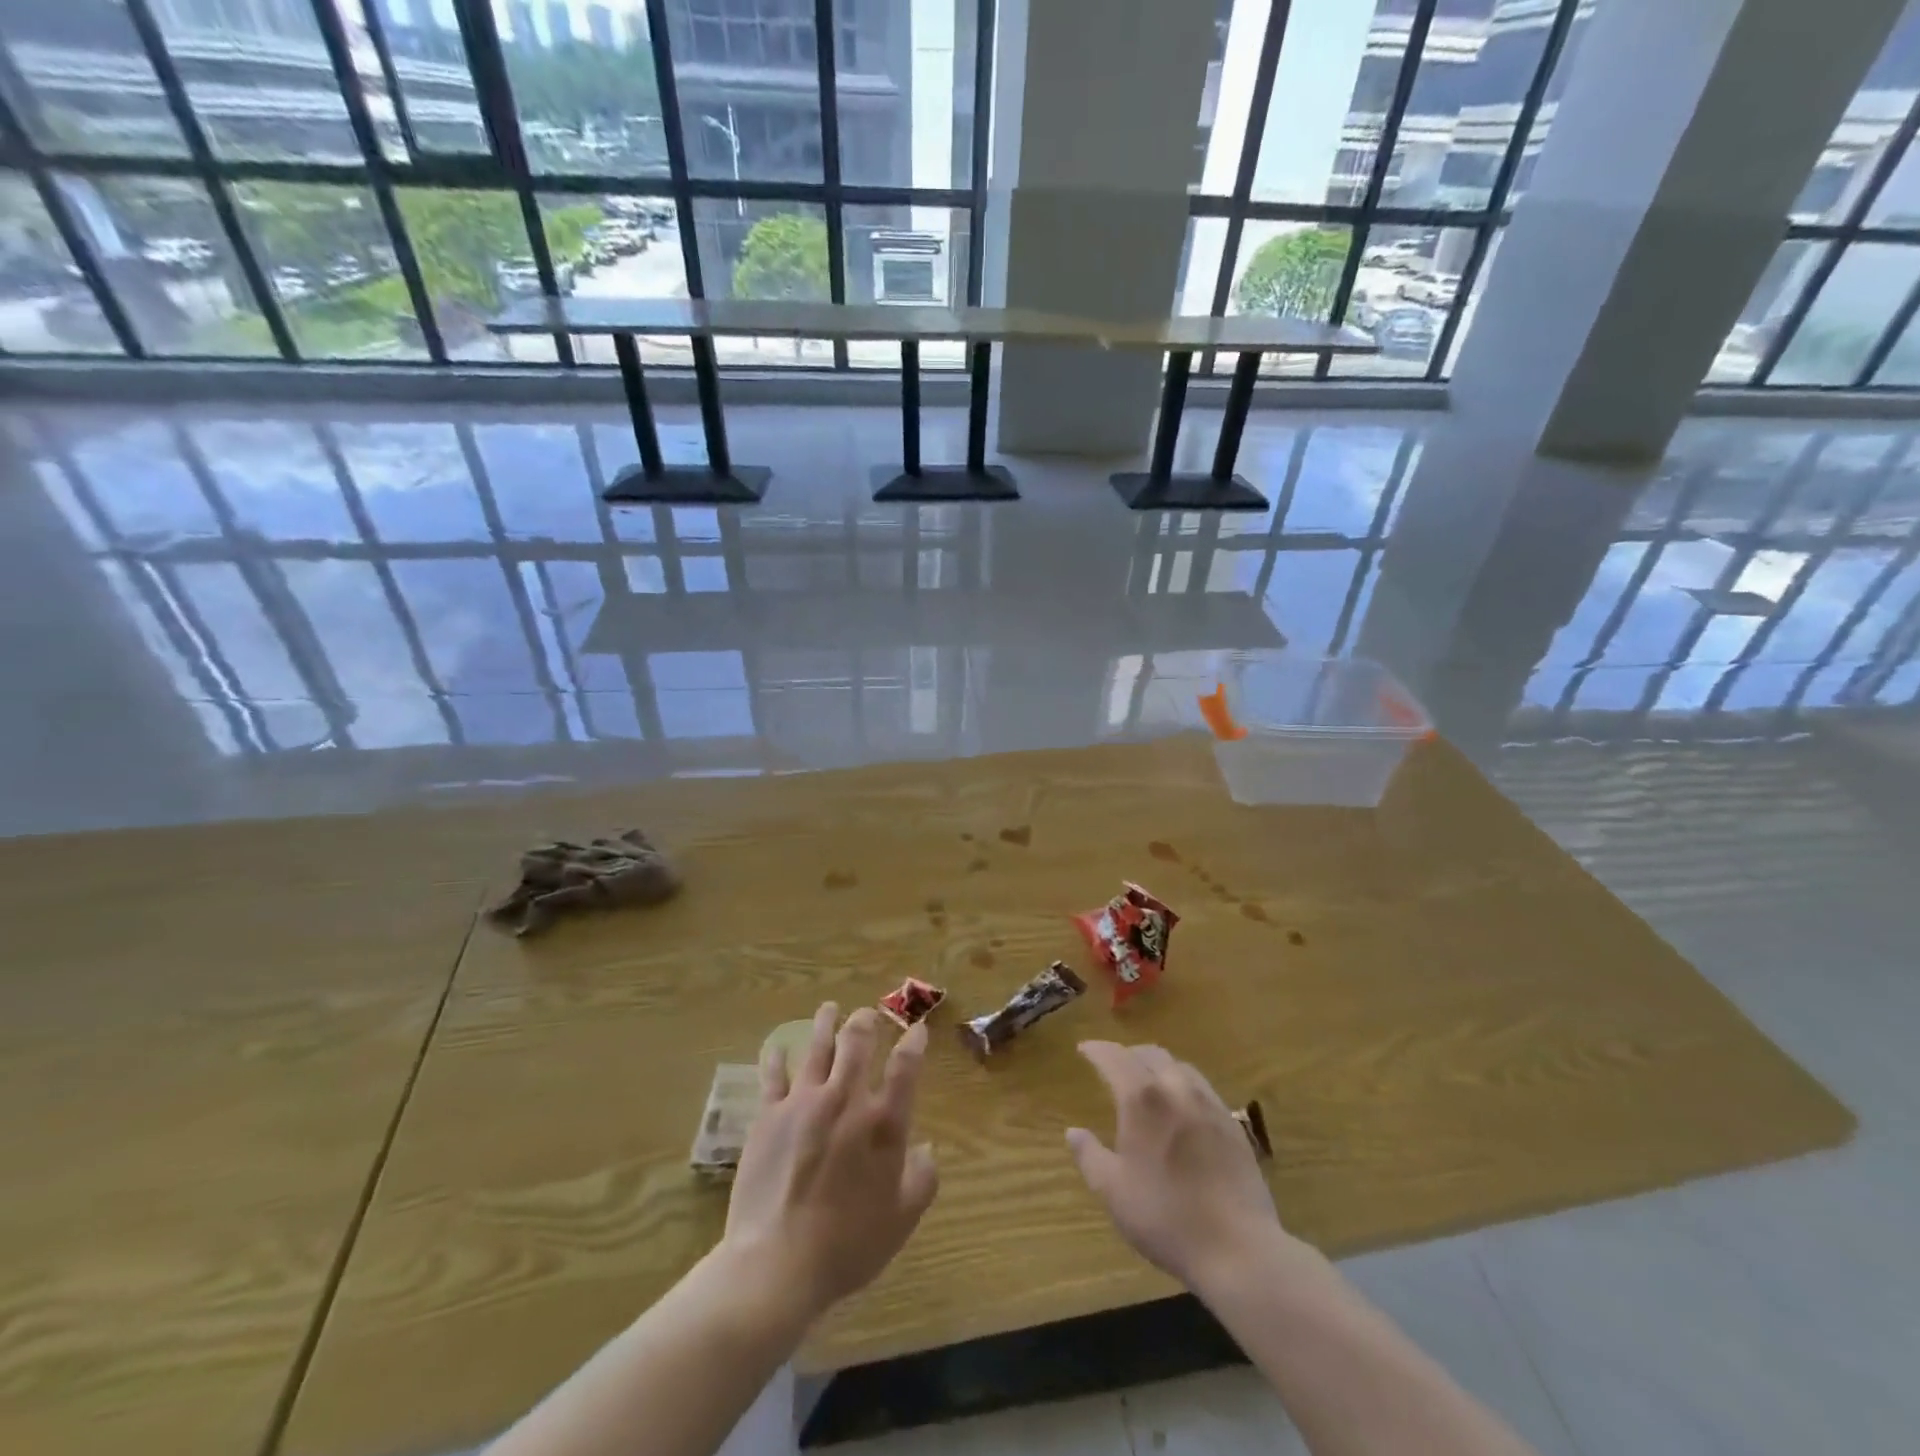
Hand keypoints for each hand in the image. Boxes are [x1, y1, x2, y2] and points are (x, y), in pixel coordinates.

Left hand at [722, 1003, 938, 1321]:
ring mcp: (804, 1103)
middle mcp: (846, 1100)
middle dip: (865, 1022)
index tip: (917, 1029)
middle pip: (857, 1044)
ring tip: (829, 1009)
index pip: (905, 1068)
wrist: (777, 1263)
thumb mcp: (901, 1220)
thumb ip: (921, 1179)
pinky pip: (773, 1076)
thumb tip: (926, 1149)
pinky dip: (777, 1058)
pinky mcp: (769, 1116)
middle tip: (866, 1014)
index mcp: (883, 1124)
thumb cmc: (848, 1245)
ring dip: (825, 1024)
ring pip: (817, 1048)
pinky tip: (778, 1048)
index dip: (914, 1043)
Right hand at [1066, 1041, 1287, 1290]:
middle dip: (1128, 1054)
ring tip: (1147, 1081)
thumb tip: (1073, 1131)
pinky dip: (1182, 1084)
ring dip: (1157, 1065)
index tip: (1084, 1049)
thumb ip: (1089, 1155)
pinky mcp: (1233, 1124)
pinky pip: (1202, 1088)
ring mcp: (1209, 1104)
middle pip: (1150, 1054)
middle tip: (1113, 1066)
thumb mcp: (1113, 1191)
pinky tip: (1181, 1107)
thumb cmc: (1166, 1217)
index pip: (1114, 1057)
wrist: (1238, 1248)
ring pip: (1179, 1066)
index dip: (1097, 1049)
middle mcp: (1176, 1088)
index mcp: (1142, 1098)